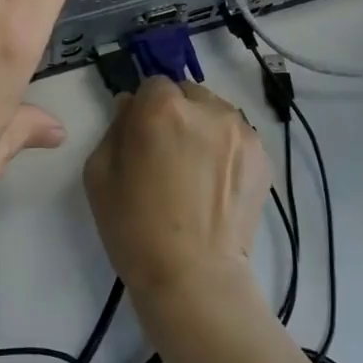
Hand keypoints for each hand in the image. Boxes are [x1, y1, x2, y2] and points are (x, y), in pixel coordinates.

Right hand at [83, 78, 272, 305]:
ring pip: (215, 114)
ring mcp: (242, 132)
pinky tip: (216, 185)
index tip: (140, 136)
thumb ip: (114, 128)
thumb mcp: (99, 175)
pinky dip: (226, 150)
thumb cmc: (135, 228)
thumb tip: (130, 107)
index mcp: (163, 108)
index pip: (152, 84)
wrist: (193, 277)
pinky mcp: (263, 156)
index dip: (143, 109)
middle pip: (187, 94)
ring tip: (195, 172)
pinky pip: (237, 138)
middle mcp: (208, 109)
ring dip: (203, 129)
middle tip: (167, 154)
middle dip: (175, 114)